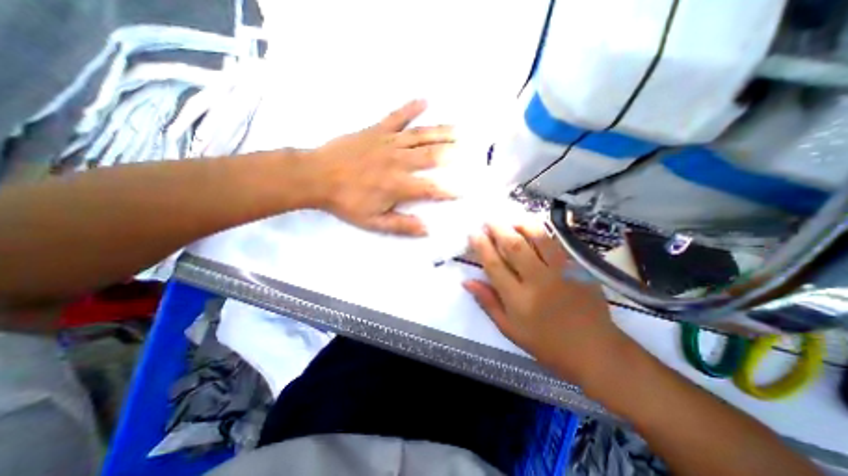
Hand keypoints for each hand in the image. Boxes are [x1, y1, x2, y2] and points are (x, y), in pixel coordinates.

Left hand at [310, 98, 452, 233]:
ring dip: (441, 132)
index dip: (449, 191)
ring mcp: (388, 143)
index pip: (431, 189)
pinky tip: (425, 100)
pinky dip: (411, 108)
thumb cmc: (346, 202)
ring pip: (420, 136)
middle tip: (469, 149)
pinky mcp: (376, 130)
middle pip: (431, 156)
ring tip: (458, 129)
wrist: (316, 176)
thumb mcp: (373, 221)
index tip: (464, 190)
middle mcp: (399, 162)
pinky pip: (397, 117)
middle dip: (451, 153)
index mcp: (399, 185)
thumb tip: (426, 229)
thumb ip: (401, 225)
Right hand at [462, 221, 624, 384]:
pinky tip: (534, 228)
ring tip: (511, 219)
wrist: (595, 350)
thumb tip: (467, 282)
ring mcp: (561, 272)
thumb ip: (488, 302)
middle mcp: (538, 281)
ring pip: (538, 239)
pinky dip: (543, 233)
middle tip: (489, 220)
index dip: (482, 247)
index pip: (494, 265)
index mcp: (519, 299)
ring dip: (521, 225)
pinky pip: (557, 244)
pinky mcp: (578, 269)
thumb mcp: (510, 329)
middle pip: (514, 247)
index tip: (474, 233)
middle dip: (498, 229)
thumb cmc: (546, 343)